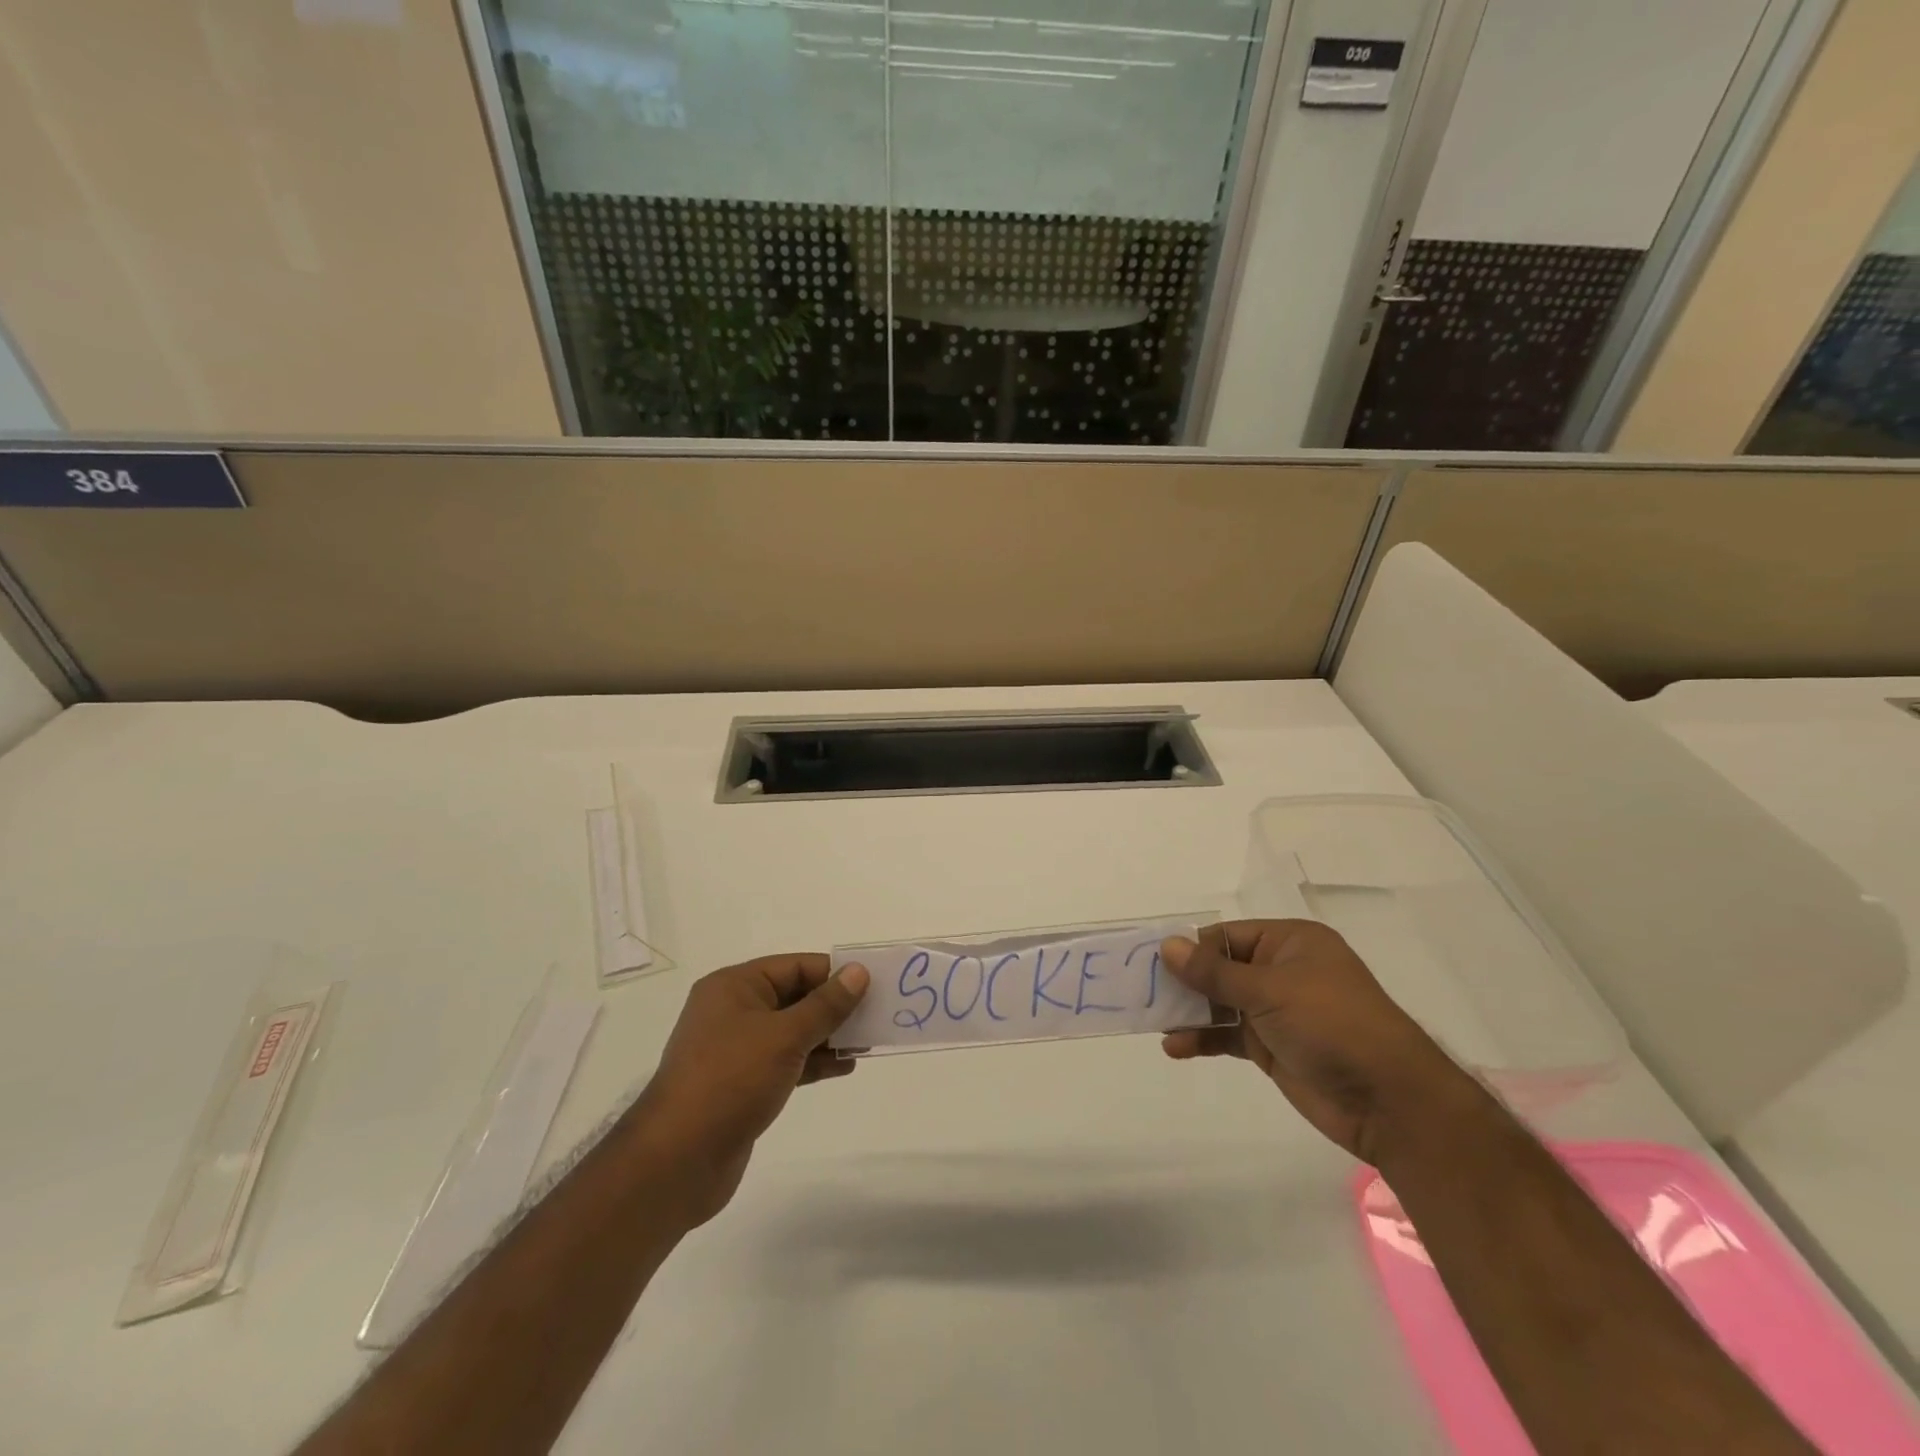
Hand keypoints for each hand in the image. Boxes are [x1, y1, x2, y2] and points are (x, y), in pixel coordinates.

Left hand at [636, 954, 869, 1221]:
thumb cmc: (731, 1080)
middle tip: (878, 1013)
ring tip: (868, 1042)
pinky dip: (814, 1061)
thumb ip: (826, 1005)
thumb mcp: (785, 1036)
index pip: (794, 966)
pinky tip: (845, 1067)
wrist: (678, 1160)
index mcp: (735, 986)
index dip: (834, 973)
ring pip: (792, 1031)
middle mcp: (733, 1011)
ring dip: (829, 1035)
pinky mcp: (742, 1084)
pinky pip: (786, 1061)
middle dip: (835, 1005)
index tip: (873, 984)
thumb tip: (858, 972)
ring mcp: (736, 1050)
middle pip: (794, 996)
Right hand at [1160, 920, 1473, 1164]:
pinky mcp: (1272, 1047)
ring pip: (1220, 1004)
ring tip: (1153, 1021)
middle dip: (1184, 981)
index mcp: (1290, 943)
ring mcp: (1276, 1011)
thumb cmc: (1333, 1025)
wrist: (1390, 1102)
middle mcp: (1281, 971)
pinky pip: (1227, 1035)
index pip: (1226, 936)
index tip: (1151, 962)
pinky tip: (1176, 1047)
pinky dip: (1203, 1039)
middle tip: (1142, 991)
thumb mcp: (1270, 990)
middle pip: (1219, 969)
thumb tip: (1167, 946)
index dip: (1190, 948)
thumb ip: (1214, 972)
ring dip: (1189, 1013)